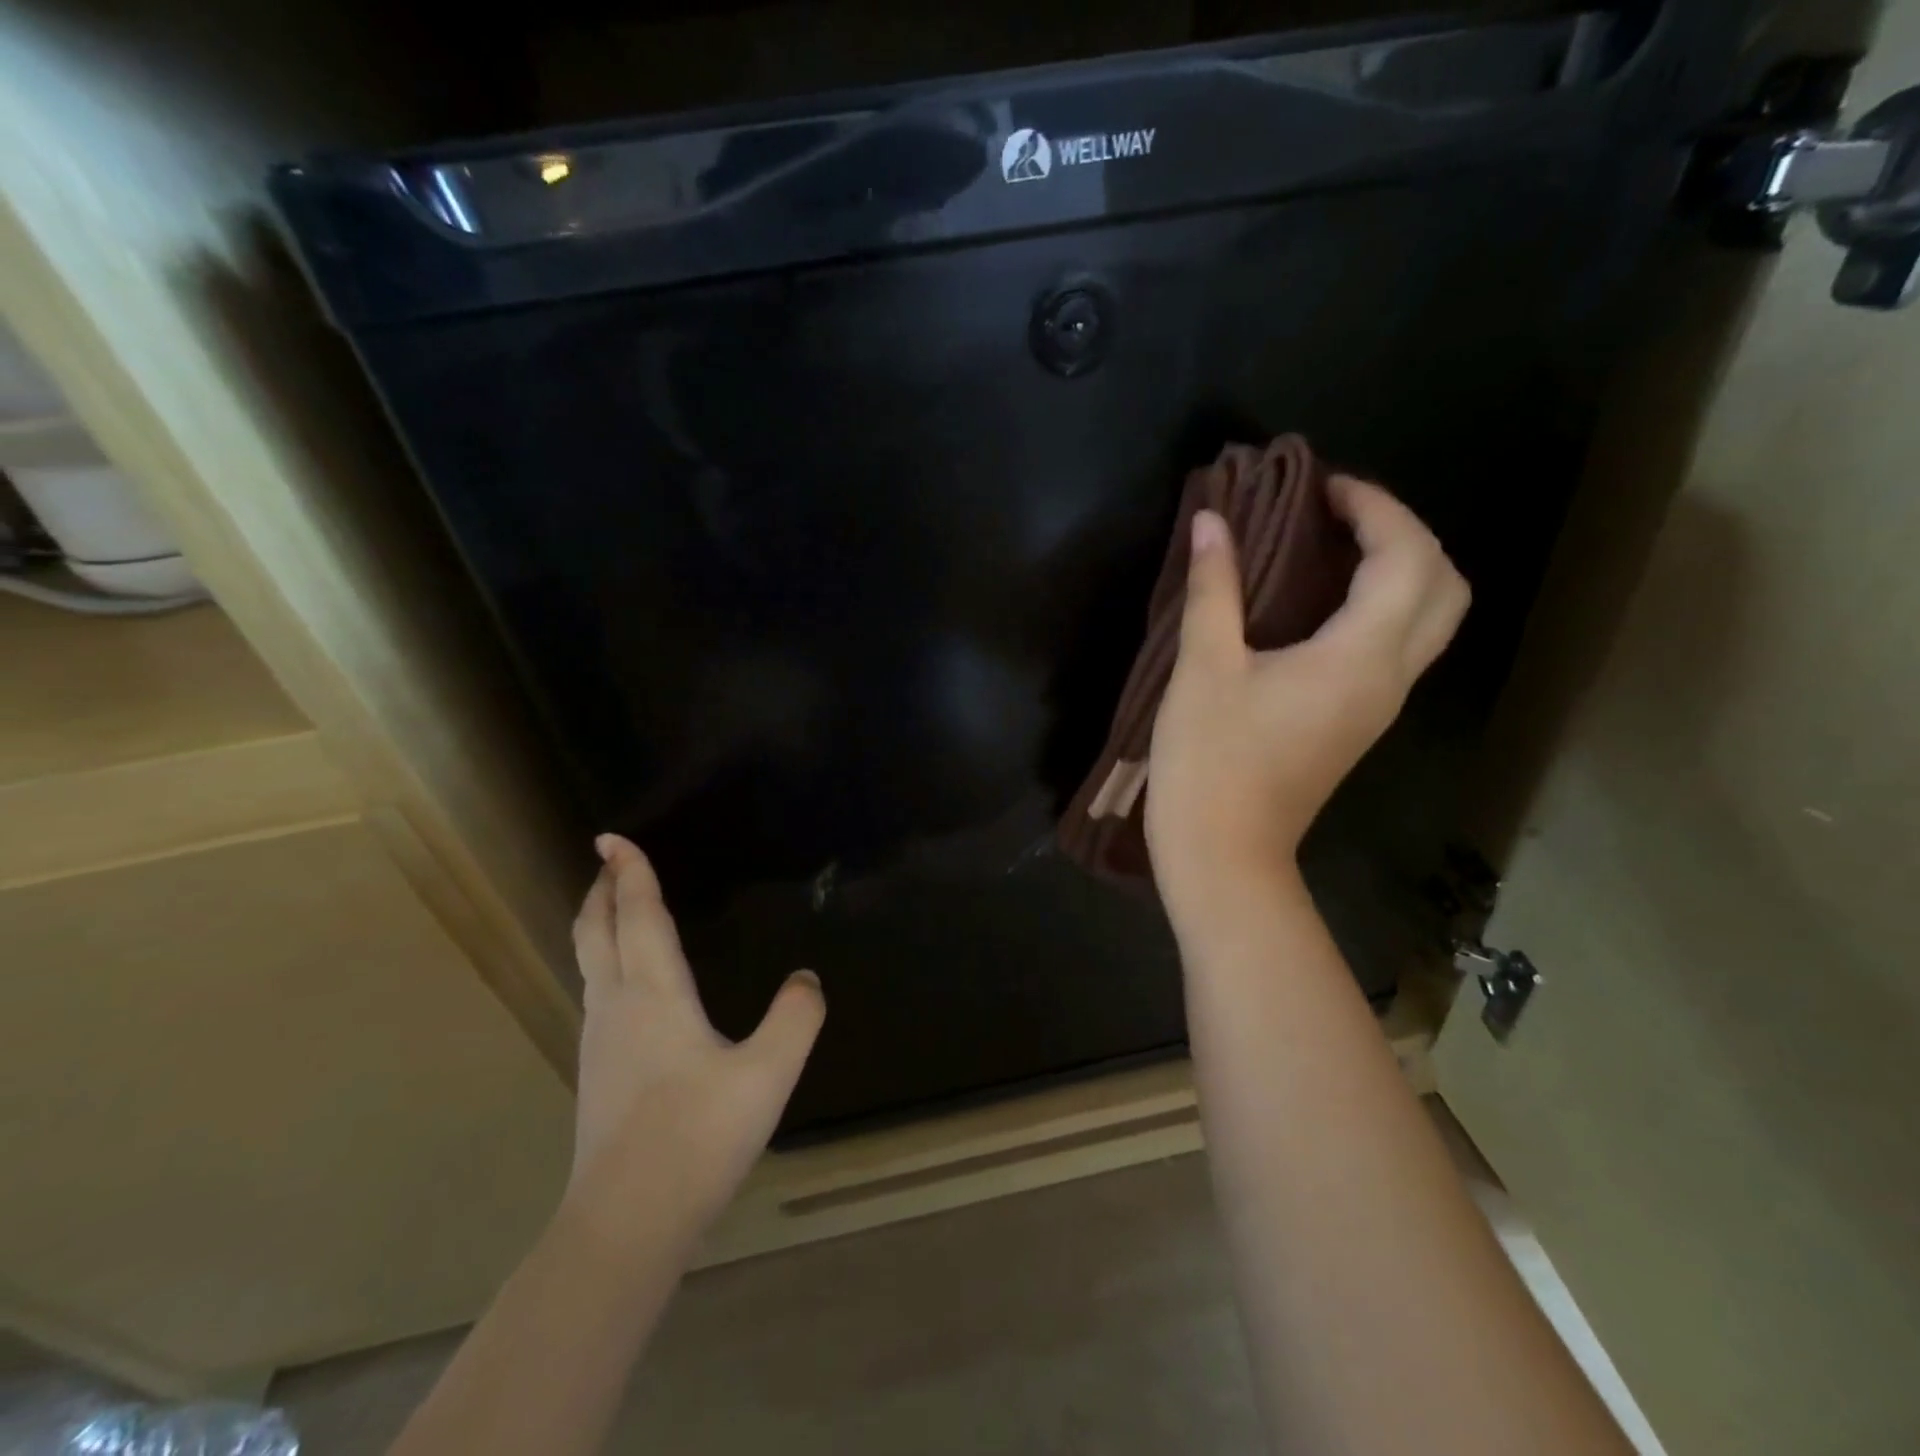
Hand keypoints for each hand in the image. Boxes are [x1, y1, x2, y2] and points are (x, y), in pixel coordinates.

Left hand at [565, 834, 823, 1249]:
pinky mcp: (597, 1071)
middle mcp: (617, 1005)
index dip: (630, 872)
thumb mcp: (768, 1073)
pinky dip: (605, 961)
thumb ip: (796, 1018)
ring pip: (590, 963)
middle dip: (602, 891)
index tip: (613, 837)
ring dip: (600, 924)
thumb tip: (807, 981)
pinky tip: (626, 983)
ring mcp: (599, 1040)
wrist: (626, 1222)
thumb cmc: (697, 1136)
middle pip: (596, 932)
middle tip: (607, 862)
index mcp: (654, 993)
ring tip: (617, 909)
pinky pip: (596, 992)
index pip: (638, 915)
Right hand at [1146, 477, 1468, 924]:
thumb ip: (1212, 589)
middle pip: (1444, 586)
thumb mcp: (1202, 669)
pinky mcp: (1357, 724)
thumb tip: (1212, 521)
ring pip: (1428, 619)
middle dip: (1405, 533)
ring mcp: (1379, 706)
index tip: (1322, 488)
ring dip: (1398, 569)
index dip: (1375, 508)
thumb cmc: (1210, 762)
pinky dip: (1378, 606)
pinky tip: (1320, 603)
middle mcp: (1390, 678)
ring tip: (1331, 548)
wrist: (1223, 854)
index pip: (1408, 557)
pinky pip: (1395, 647)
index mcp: (1360, 657)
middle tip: (1340, 515)